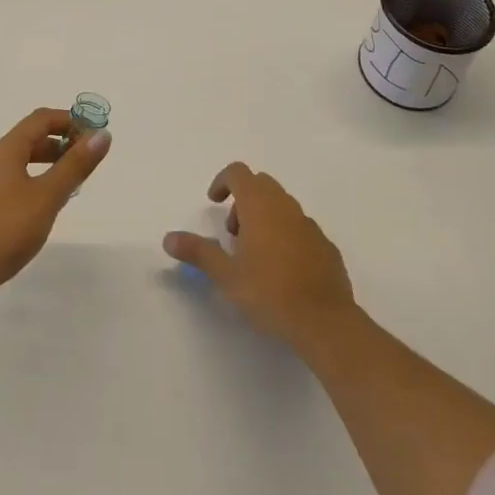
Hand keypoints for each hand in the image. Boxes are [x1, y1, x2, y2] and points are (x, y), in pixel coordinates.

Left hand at [0, 108, 110, 315]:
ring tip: (76, 179)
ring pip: (27, 160)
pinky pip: (22, 181)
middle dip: (63, 140)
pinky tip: (52, 203)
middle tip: (89, 157)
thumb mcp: (48, 195)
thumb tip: (102, 134)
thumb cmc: (7, 227)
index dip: (70, 120)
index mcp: (9, 148)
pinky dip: (41, 181)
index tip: (95, 135)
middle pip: (34, 137)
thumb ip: (75, 165)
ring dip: (53, 161)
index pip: (42, 119)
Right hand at [163, 163, 356, 350]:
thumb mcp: (226, 275)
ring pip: (282, 206)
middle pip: (260, 184)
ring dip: (264, 218)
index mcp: (259, 205)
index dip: (222, 181)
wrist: (326, 322)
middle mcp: (285, 206)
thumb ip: (198, 252)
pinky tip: (282, 270)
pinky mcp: (326, 246)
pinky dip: (286, 236)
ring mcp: (309, 225)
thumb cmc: (270, 293)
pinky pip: (300, 228)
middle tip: (233, 234)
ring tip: (255, 255)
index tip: (213, 202)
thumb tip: (168, 238)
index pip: (238, 172)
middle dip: (242, 201)